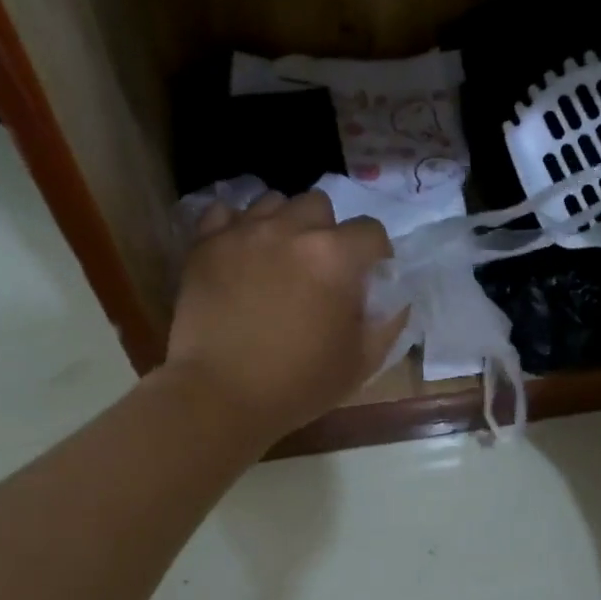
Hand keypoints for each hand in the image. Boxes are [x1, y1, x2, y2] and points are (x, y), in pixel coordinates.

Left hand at [163, 191, 405, 444]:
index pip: (371, 230)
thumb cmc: (299, 383)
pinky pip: (224, 213)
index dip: (375, 252)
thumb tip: (395, 298)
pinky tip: (240, 253)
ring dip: (284, 224)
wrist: (220, 396)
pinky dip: (237, 227)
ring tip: (278, 257)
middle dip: (326, 231)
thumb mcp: (362, 361)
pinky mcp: (205, 244)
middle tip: (319, 266)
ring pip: (273, 202)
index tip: (368, 275)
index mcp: (335, 257)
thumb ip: (387, 322)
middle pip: (320, 205)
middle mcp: (291, 230)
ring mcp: (243, 232)